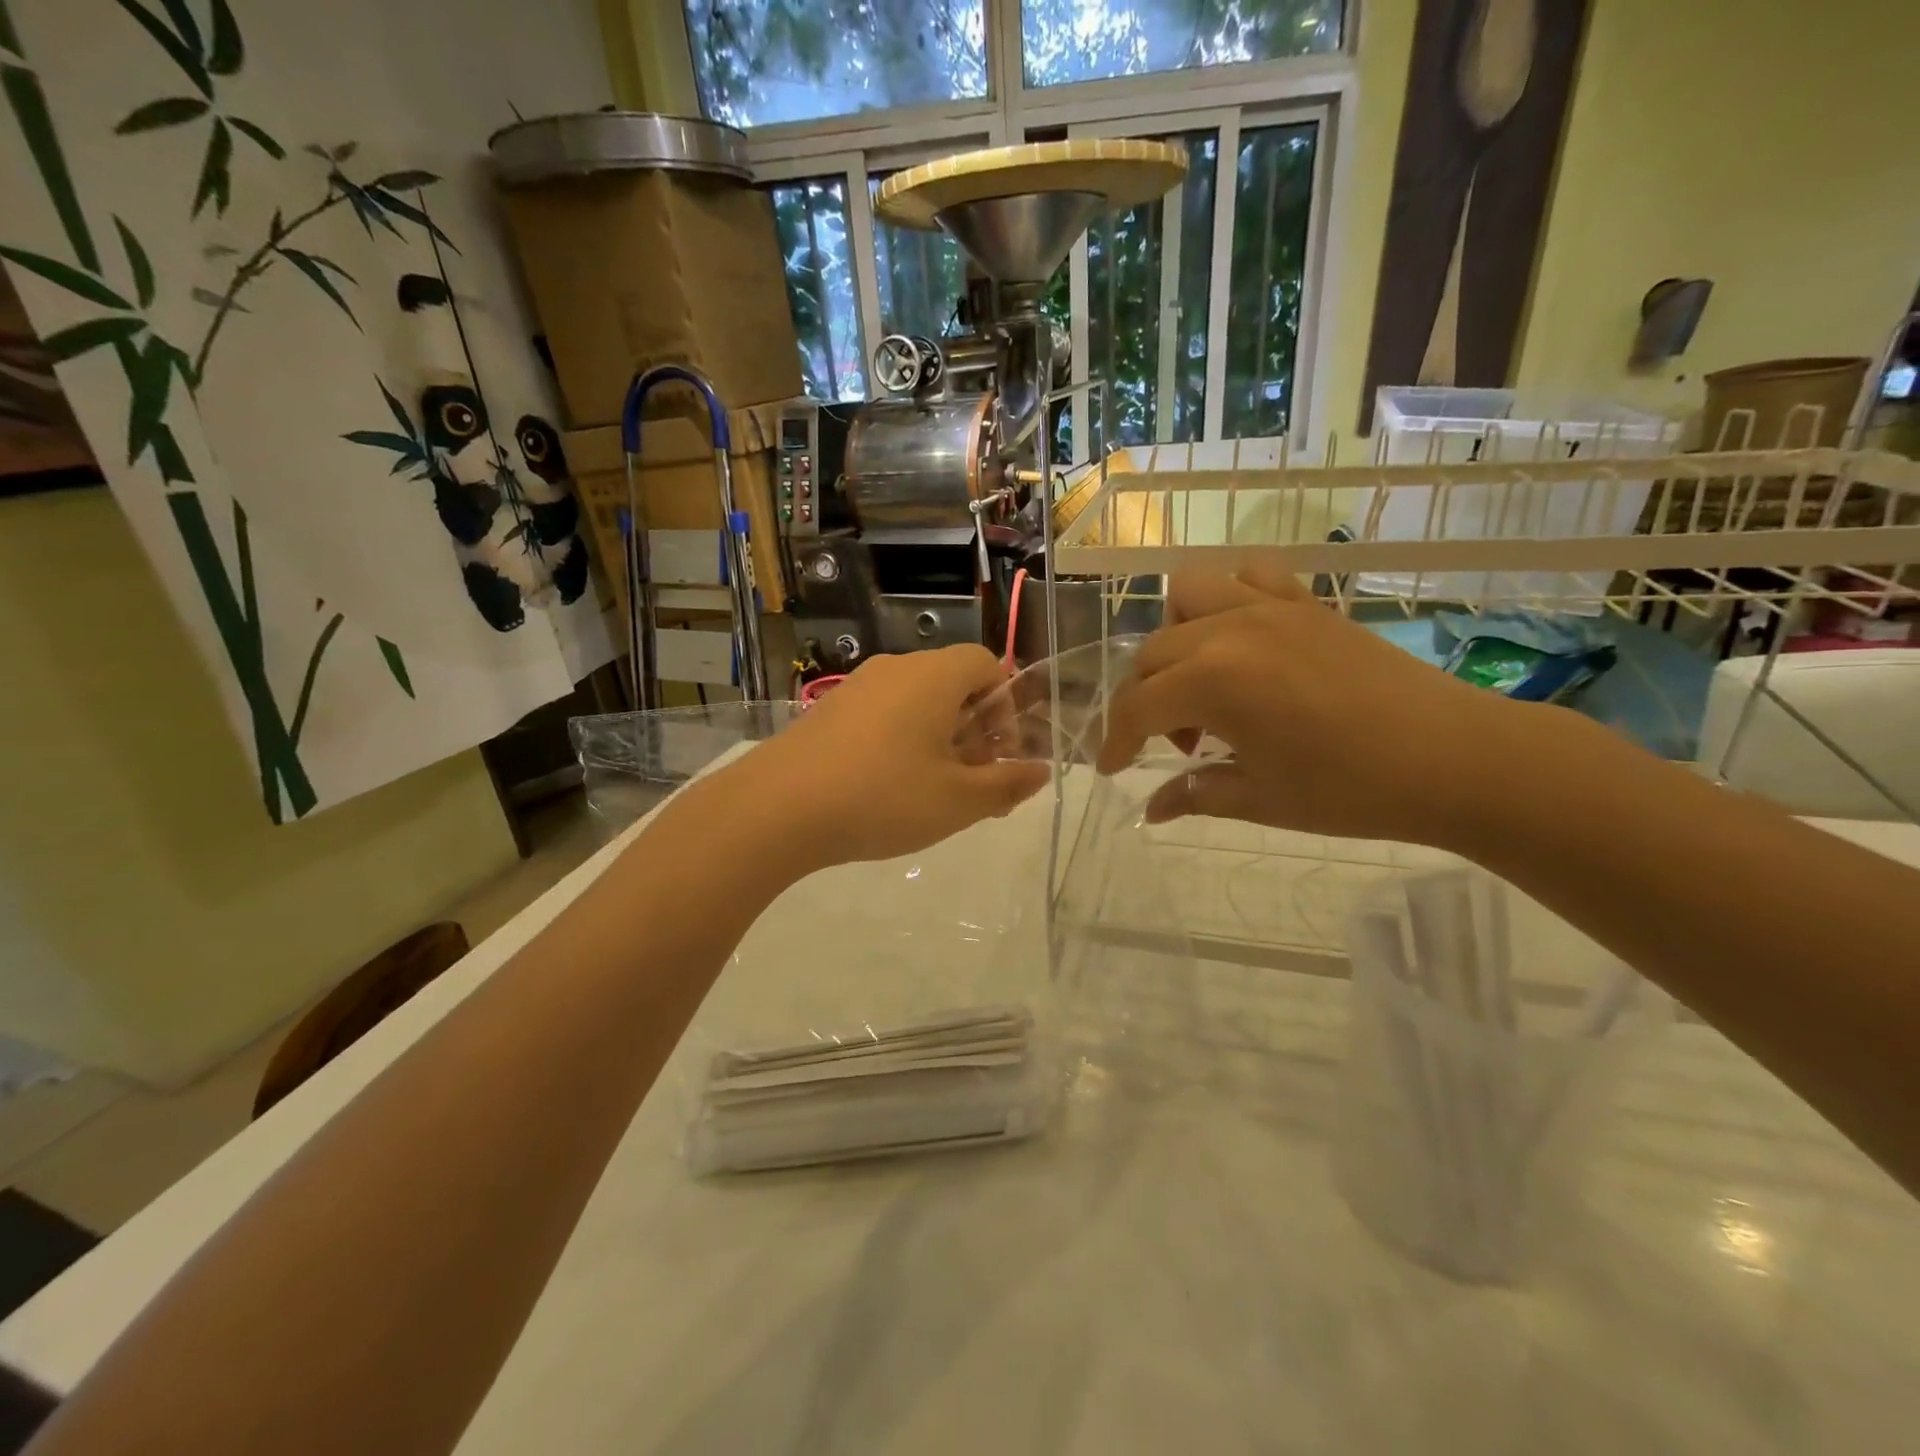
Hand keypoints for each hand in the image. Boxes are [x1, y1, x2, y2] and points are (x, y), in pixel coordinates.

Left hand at [733, 646, 1048, 869]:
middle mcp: (896, 669)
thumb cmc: (883, 797)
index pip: (987, 664)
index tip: (999, 754)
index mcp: (934, 677)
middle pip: (952, 683)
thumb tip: (1041, 771)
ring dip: (938, 738)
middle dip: (974, 729)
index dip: (1005, 706)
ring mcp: (856, 687)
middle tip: (972, 782)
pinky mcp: (828, 711)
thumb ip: (1007, 784)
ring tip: (933, 791)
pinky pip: (882, 714)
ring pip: (916, 701)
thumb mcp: (958, 801)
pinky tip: (888, 789)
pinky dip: (901, 741)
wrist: (777, 808)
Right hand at [1097, 569, 1525, 843]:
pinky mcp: (1307, 602)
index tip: (1113, 769)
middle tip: (1181, 746)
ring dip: (1177, 637)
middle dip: (1146, 701)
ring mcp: (1270, 607)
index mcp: (1212, 682)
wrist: (1455, 759)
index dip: (1116, 741)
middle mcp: (1229, 631)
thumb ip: (1194, 795)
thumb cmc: (1351, 790)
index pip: (1135, 708)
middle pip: (1152, 654)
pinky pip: (1250, 575)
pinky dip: (1232, 598)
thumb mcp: (1261, 800)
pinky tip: (1245, 639)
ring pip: (1188, 595)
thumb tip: (1151, 811)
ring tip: (1203, 680)